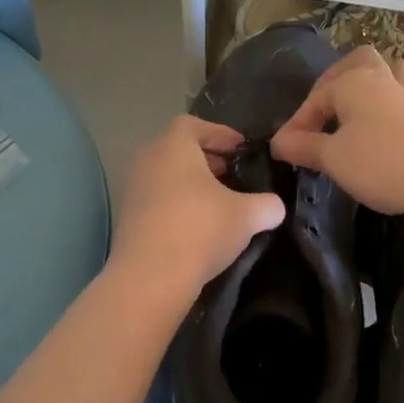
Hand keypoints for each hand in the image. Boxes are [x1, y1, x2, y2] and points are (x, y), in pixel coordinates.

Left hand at [111, 116, 285, 297]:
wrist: (151, 278)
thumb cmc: (201, 230)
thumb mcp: (248, 215)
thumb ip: (267, 204)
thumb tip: (274, 207)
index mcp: (174, 147)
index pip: (194, 125)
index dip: (220, 133)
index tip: (240, 149)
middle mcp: (148, 161)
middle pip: (179, 151)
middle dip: (208, 161)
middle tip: (233, 176)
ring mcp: (134, 191)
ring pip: (168, 177)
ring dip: (193, 186)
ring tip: (220, 204)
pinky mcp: (128, 220)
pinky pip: (158, 201)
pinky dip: (179, 206)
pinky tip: (200, 228)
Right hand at [271, 47, 403, 215]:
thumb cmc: (380, 163)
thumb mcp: (333, 158)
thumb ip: (304, 146)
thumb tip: (279, 142)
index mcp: (353, 82)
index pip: (315, 99)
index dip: (296, 125)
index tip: (284, 151)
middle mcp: (380, 80)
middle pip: (356, 62)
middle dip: (333, 82)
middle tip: (320, 112)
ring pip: (386, 72)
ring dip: (367, 83)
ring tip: (352, 108)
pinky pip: (399, 96)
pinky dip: (385, 104)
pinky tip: (377, 125)